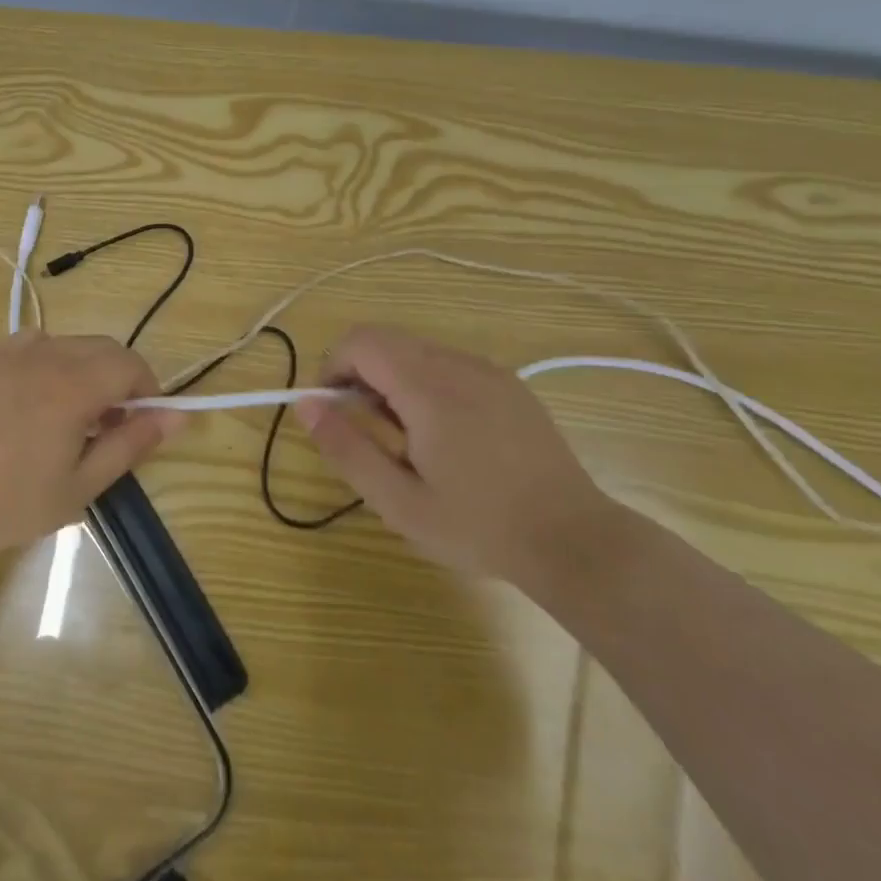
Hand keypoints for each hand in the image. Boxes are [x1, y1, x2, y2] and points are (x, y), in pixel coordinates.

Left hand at [0, 331, 181, 567]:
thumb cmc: (11, 504)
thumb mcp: (82, 484)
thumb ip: (132, 443)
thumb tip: (178, 416)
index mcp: (73, 385)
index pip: (130, 365)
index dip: (148, 390)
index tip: (141, 424)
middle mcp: (46, 355)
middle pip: (104, 348)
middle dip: (120, 379)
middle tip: (109, 426)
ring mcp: (12, 352)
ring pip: (72, 343)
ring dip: (88, 369)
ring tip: (72, 415)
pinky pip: (36, 343)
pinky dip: (52, 360)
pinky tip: (37, 395)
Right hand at [294, 325, 609, 581]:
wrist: (576, 541)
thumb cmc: (479, 526)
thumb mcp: (399, 502)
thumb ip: (347, 448)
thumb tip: (305, 405)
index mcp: (428, 388)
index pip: (360, 341)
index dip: (332, 366)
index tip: (332, 410)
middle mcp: (457, 364)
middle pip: (385, 340)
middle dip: (359, 374)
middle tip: (369, 430)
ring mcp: (488, 370)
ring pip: (415, 350)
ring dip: (392, 379)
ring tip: (408, 438)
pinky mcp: (508, 384)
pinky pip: (448, 363)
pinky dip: (425, 383)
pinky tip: (445, 435)